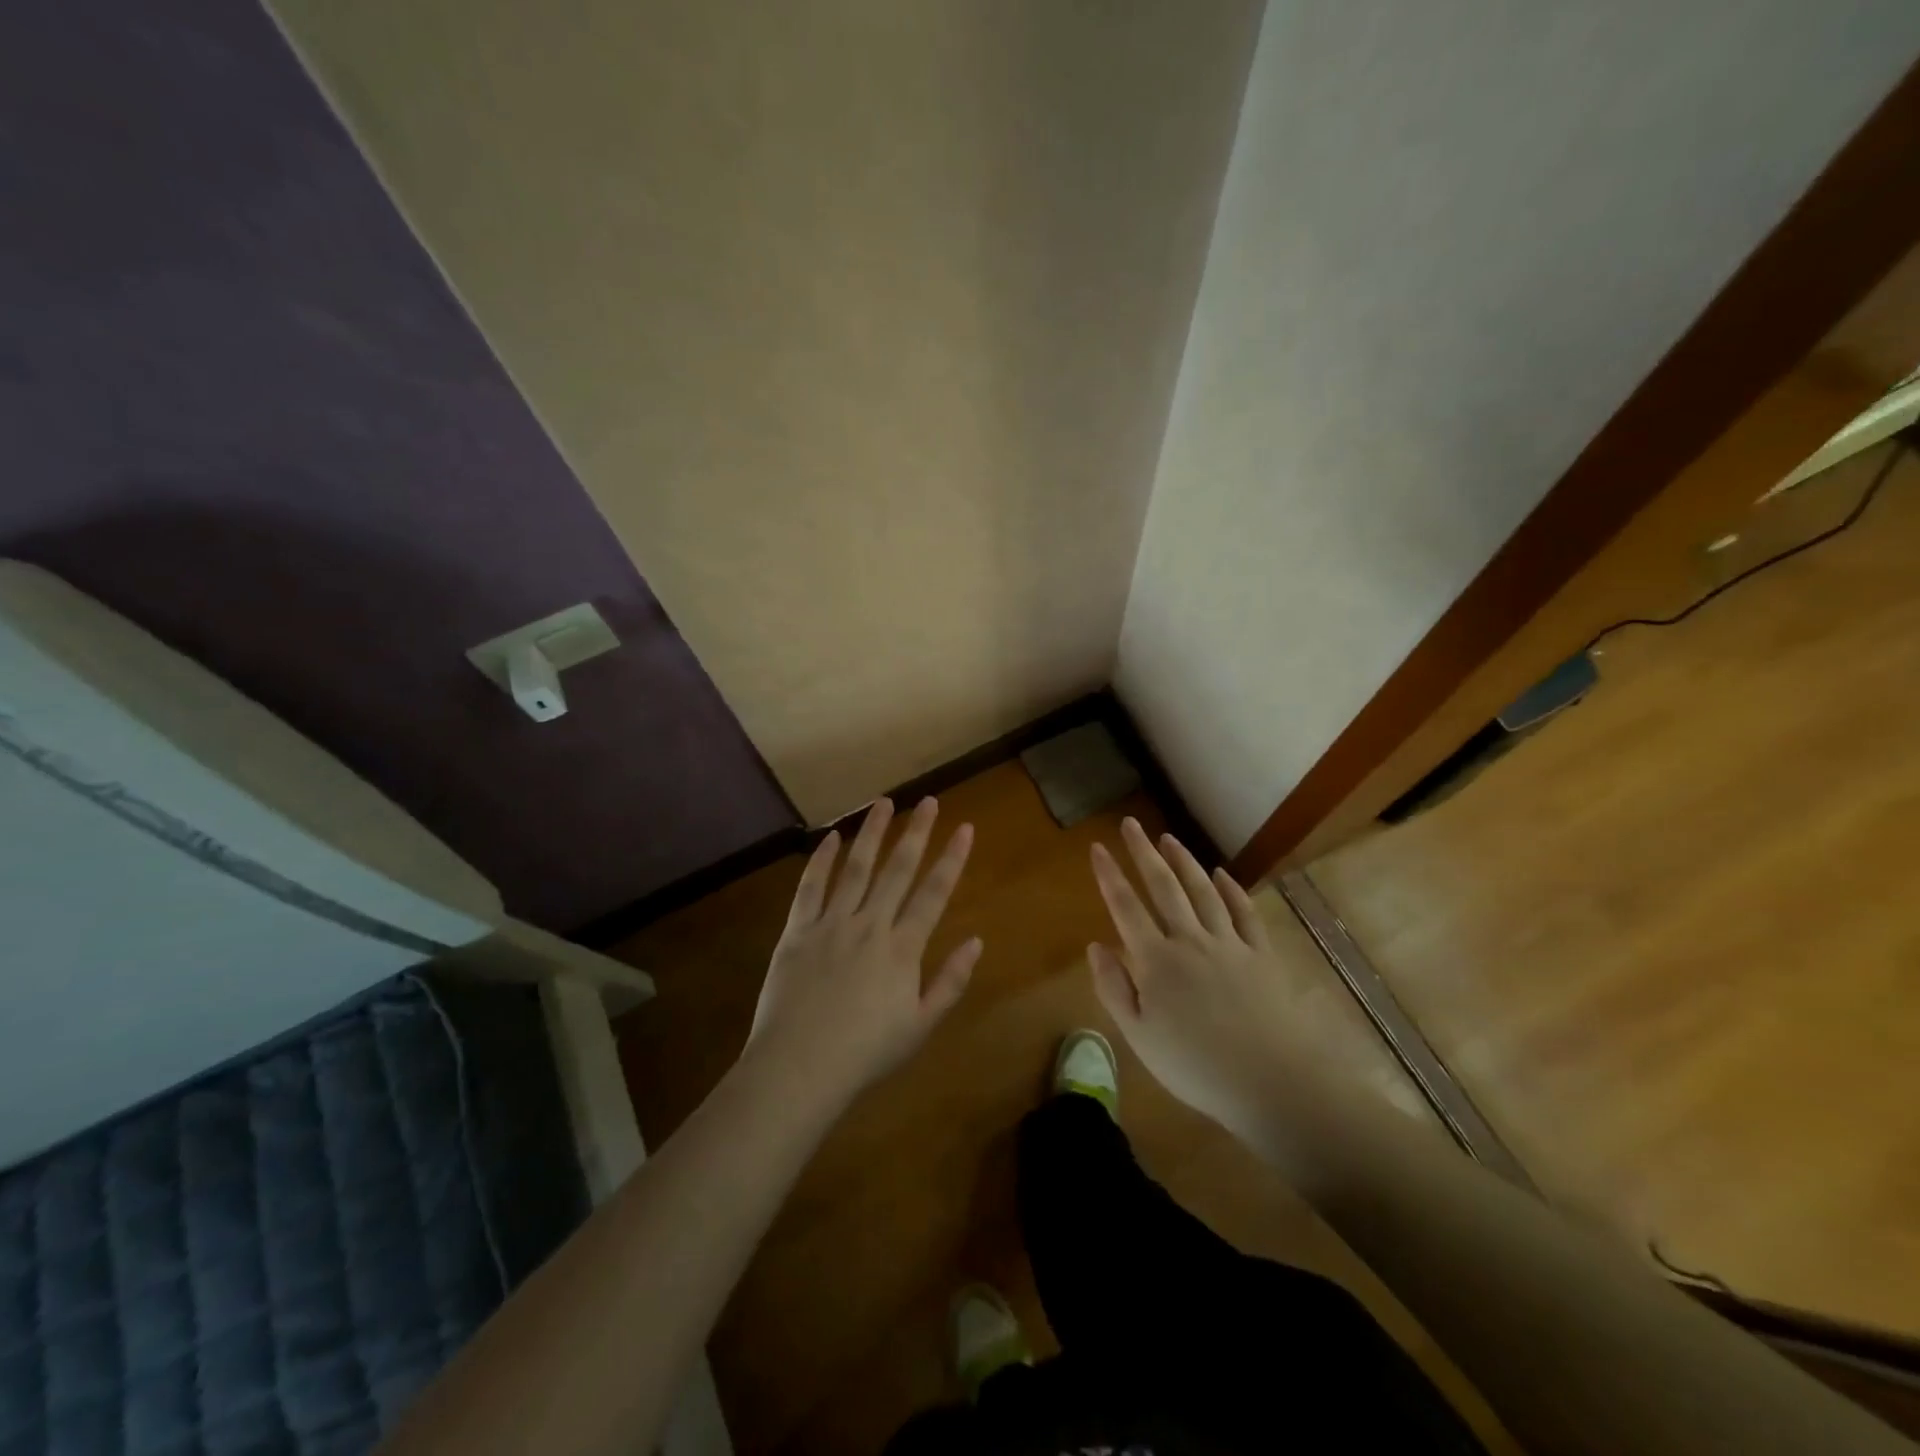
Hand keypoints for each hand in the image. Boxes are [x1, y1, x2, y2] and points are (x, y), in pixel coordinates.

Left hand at [748, 797, 979, 1109]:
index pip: (933, 893)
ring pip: (856, 868)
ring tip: (884, 803)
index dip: (951, 859)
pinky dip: (821, 860)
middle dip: (916, 833)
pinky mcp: (797, 930)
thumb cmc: (865, 1053)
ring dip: (872, 833)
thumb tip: (977, 942)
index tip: (964, 828)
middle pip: (897, 870)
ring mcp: (831, 924)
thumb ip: (950, 981)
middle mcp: (870, 925)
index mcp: (902, 948)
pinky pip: (810, 887)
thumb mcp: (920, 1026)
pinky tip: (831, 837)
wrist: (799, 1068)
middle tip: (929, 801)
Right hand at [1088, 819, 1299, 1145]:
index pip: (1125, 906)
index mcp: (1156, 960)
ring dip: (1183, 861)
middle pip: (1163, 887)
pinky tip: (1221, 874)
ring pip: (1202, 891)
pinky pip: (1243, 912)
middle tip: (1131, 824)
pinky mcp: (1260, 953)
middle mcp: (1189, 940)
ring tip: (1168, 838)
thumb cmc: (1196, 1066)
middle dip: (1144, 853)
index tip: (1097, 847)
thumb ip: (1114, 988)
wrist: (1272, 1081)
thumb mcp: (1139, 1037)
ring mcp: (1228, 943)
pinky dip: (1231, 889)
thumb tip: (1095, 945)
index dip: (1109, 875)